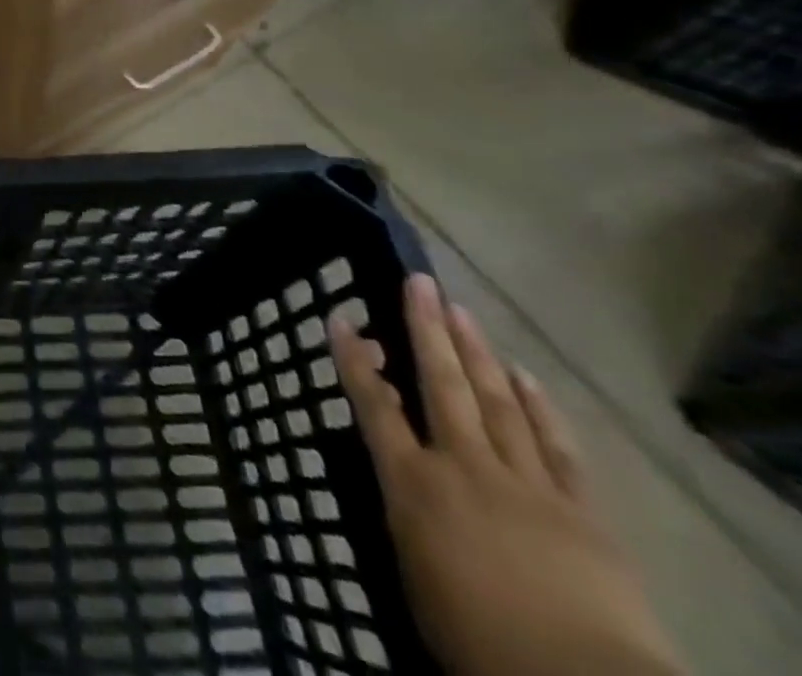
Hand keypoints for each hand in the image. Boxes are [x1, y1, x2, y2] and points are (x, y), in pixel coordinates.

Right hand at [331, 273, 684, 675]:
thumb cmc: (476, 640)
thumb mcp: (415, 576)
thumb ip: (407, 518)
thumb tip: (403, 483)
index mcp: (413, 484)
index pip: (373, 406)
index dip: (354, 359)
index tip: (341, 318)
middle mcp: (462, 466)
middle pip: (440, 384)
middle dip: (425, 329)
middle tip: (418, 281)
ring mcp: (525, 483)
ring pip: (495, 401)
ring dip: (475, 352)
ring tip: (460, 309)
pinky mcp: (580, 510)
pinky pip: (555, 446)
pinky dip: (539, 407)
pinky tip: (525, 375)